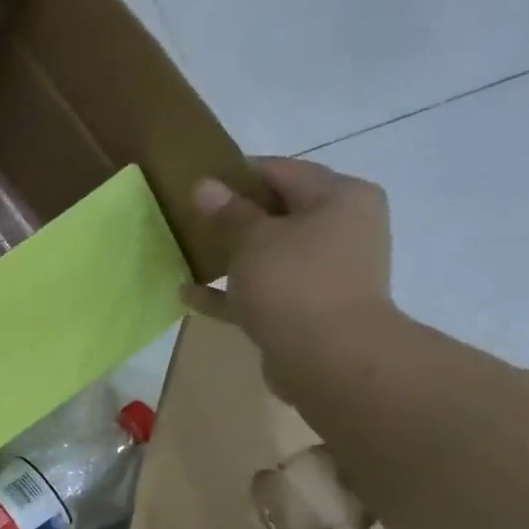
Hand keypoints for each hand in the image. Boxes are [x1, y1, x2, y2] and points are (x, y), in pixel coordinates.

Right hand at [181, 157, 395, 397]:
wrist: (330, 357)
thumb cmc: (295, 282)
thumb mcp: (254, 239)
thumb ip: (229, 212)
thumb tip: (206, 186)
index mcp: (339, 198)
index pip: (282, 171)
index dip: (237, 174)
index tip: (197, 182)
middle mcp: (341, 228)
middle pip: (278, 212)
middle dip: (233, 216)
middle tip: (189, 218)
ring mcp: (326, 271)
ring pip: (269, 253)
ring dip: (229, 255)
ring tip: (187, 253)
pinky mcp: (307, 307)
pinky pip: (262, 290)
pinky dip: (230, 291)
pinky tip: (189, 295)